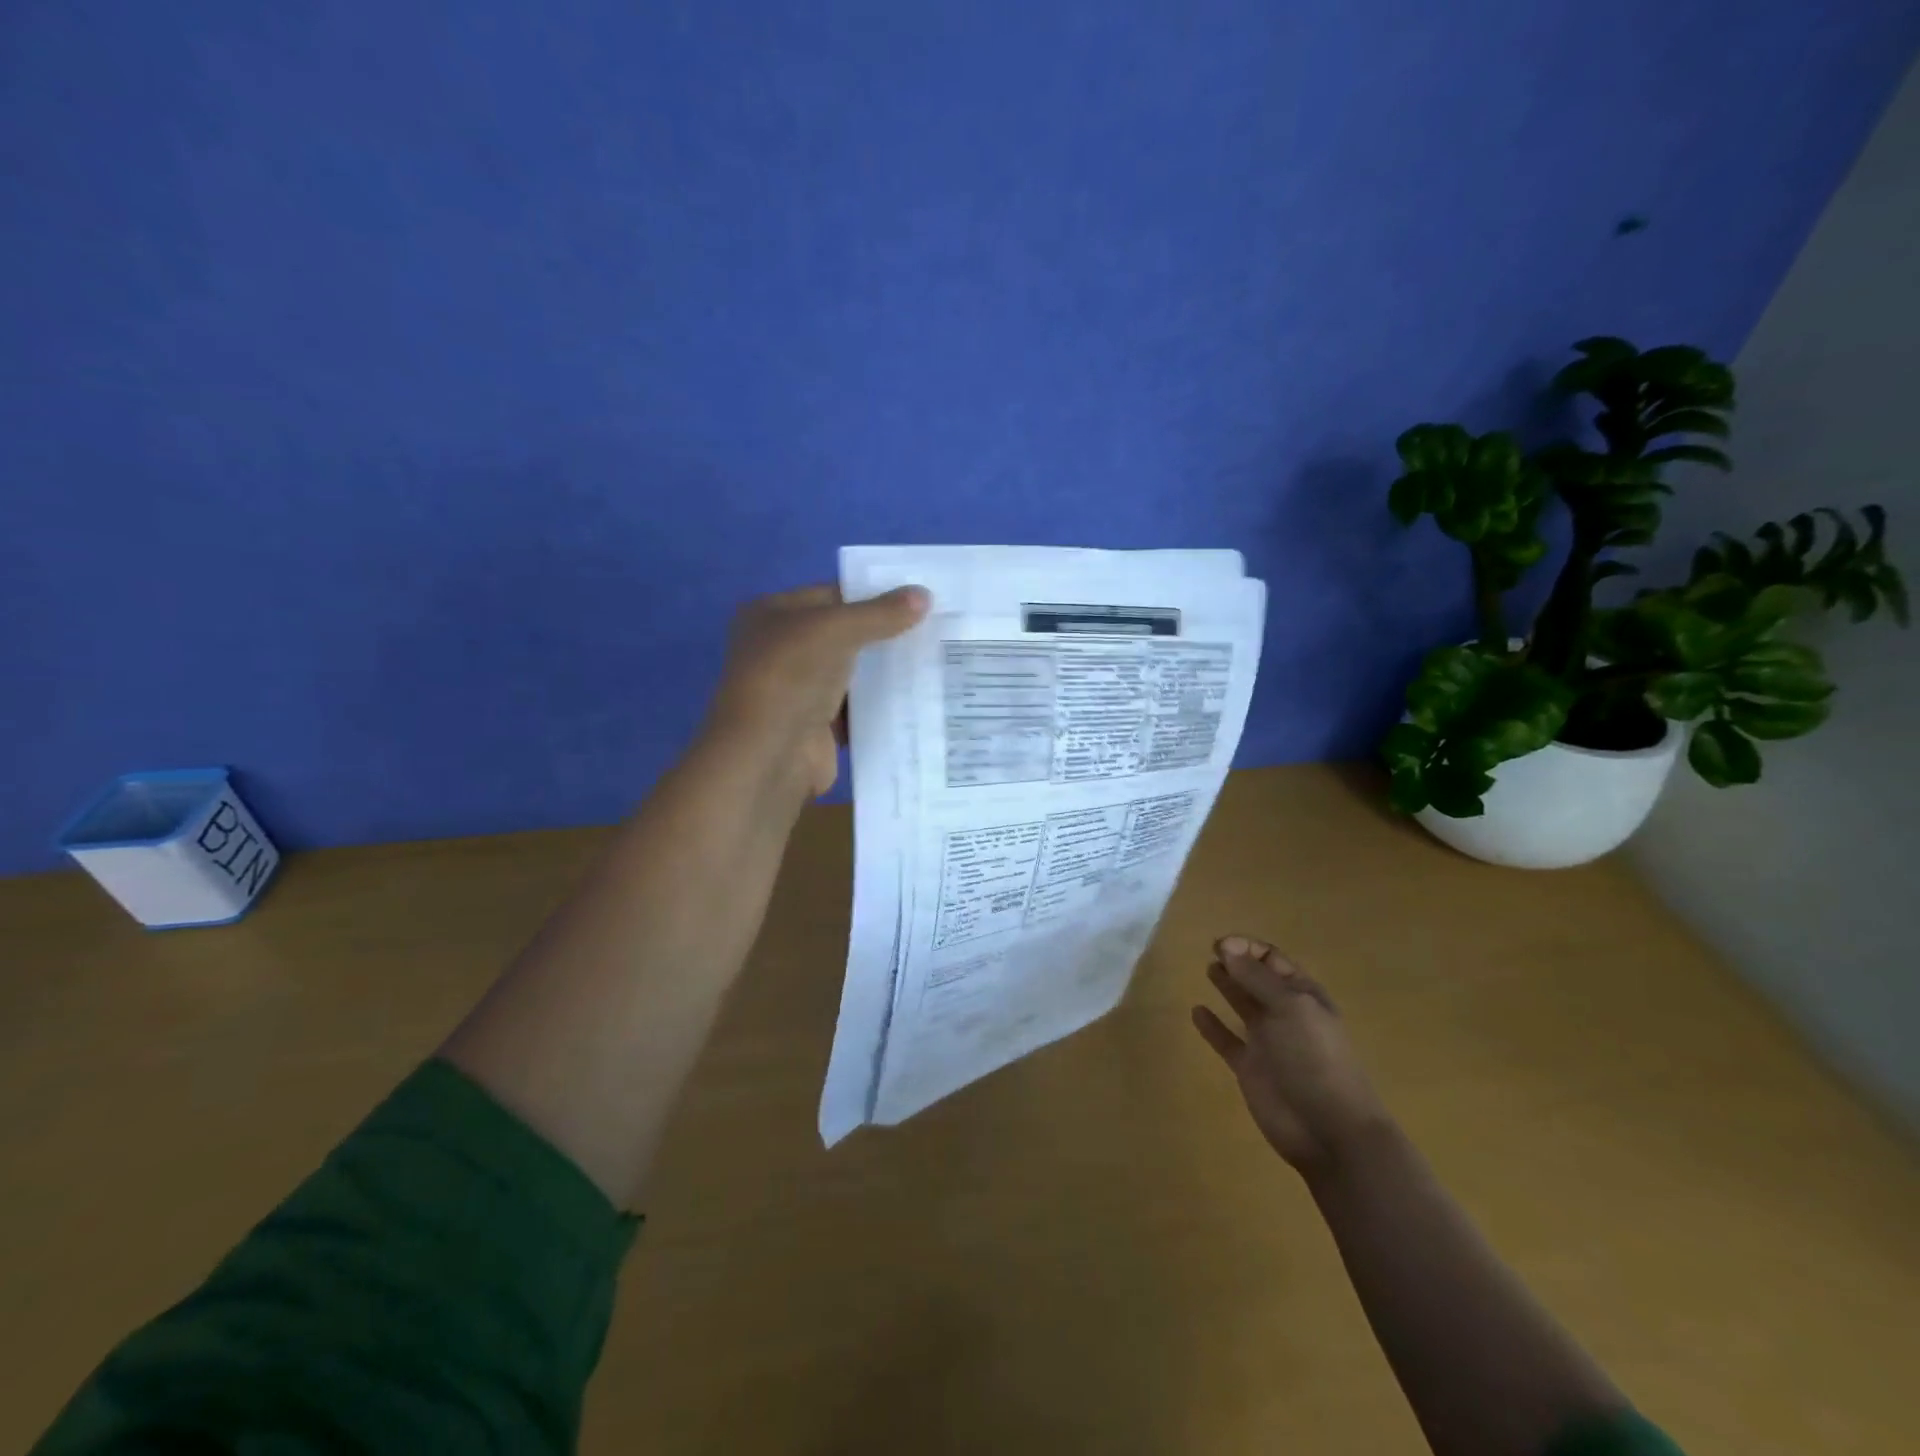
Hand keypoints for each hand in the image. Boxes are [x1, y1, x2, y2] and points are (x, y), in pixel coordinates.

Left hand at [704, 584, 929, 796]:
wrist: (770, 755)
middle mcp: (781, 649)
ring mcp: (798, 690)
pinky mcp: (817, 726)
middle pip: (843, 634)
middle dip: (884, 633)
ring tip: (935, 657)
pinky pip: (857, 708)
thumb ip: (880, 613)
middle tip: (935, 627)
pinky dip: (881, 704)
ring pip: (852, 672)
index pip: (830, 595)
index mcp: (771, 615)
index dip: (872, 594)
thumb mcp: (836, 630)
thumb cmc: (791, 676)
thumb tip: (924, 595)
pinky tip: (919, 694)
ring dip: (886, 670)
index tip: (919, 598)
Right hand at [1192, 937, 1391, 1173]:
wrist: (1329, 1130)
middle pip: (1258, 979)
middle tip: (1211, 950)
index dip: (1248, 948)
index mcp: (1303, 996)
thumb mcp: (1291, 1007)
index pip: (1273, 960)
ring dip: (1228, 986)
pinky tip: (1197, 1012)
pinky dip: (1212, 1027)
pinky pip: (1227, 1040)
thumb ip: (1256, 977)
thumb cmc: (1315, 1059)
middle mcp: (1285, 1014)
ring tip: (1208, 969)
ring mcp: (1267, 1042)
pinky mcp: (1250, 1068)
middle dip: (1237, 961)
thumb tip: (1226, 947)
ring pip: (1243, 1006)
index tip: (1220, 945)